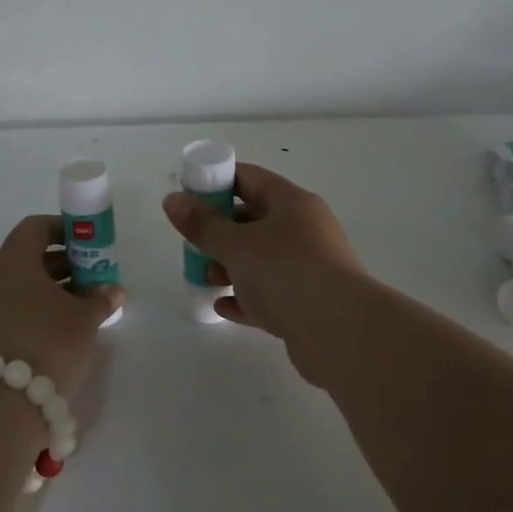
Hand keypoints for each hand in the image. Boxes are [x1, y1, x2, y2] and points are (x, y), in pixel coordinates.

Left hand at [0, 216, 123, 396]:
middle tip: (92, 278)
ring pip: (19, 286)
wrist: (2, 406)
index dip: (63, 229)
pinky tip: (60, 330)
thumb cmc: (49, 345)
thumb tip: (113, 290)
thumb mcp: (85, 319)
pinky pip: (10, 310)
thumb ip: (101, 299)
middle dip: (62, 264)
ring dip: (50, 290)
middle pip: (27, 258)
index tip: (88, 243)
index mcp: (13, 262)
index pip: (34, 228)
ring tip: (82, 307)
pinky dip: (35, 311)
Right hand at [161, 164, 364, 382]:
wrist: (340, 332)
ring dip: (231, 266)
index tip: (188, 195)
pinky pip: (269, 295)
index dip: (217, 182)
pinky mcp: (306, 304)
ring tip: (205, 277)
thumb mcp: (236, 244)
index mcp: (293, 204)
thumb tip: (173, 200)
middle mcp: (304, 231)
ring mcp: (308, 269)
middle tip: (191, 242)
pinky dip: (245, 298)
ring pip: (261, 260)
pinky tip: (223, 306)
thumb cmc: (286, 272)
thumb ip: (202, 225)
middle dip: (220, 231)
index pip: (250, 179)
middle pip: (255, 221)